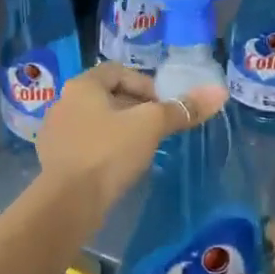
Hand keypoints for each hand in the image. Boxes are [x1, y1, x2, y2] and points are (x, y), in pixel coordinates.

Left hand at [36, 61, 225, 216]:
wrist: (67, 202)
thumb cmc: (108, 153)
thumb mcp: (150, 126)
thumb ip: (183, 109)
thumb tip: (219, 92)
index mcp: (82, 85)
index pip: (117, 71)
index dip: (145, 84)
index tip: (163, 107)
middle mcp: (64, 103)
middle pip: (107, 96)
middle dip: (135, 108)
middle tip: (158, 128)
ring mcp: (56, 134)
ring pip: (96, 123)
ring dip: (120, 131)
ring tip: (143, 149)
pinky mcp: (55, 161)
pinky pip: (86, 147)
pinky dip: (105, 151)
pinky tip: (119, 169)